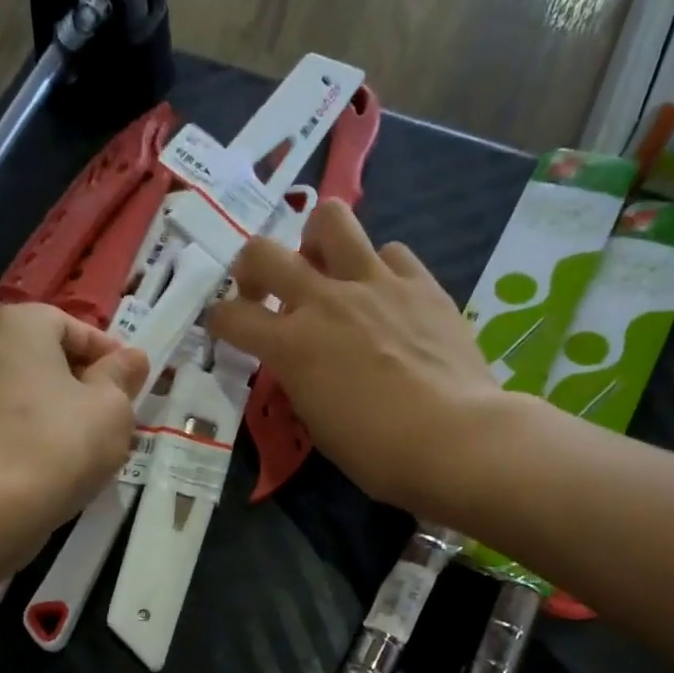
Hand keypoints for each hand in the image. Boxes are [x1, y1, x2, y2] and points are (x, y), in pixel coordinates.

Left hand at [0, 303, 149, 525]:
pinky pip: (0, 420)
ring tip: (82, 444)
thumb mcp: (111, 407)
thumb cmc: (58, 441)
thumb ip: (122, 376)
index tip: (132, 385)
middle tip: (110, 414)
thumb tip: (132, 358)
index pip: (72, 327)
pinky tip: (48, 463)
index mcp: (17, 324)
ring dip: (52, 409)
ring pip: (21, 391)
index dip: (108, 355)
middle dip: (78, 382)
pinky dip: (25, 432)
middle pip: (42, 357)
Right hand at [207, 200, 507, 518]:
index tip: (226, 329)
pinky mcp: (420, 283)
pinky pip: (391, 252)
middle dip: (251, 267)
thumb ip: (301, 381)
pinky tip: (387, 295)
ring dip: (317, 241)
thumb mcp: (318, 425)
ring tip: (328, 270)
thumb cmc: (378, 452)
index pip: (230, 317)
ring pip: (331, 220)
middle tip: (264, 288)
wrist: (454, 439)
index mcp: (291, 346)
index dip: (219, 321)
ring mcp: (375, 284)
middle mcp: (324, 302)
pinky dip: (380, 268)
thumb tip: (303, 364)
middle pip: (263, 252)